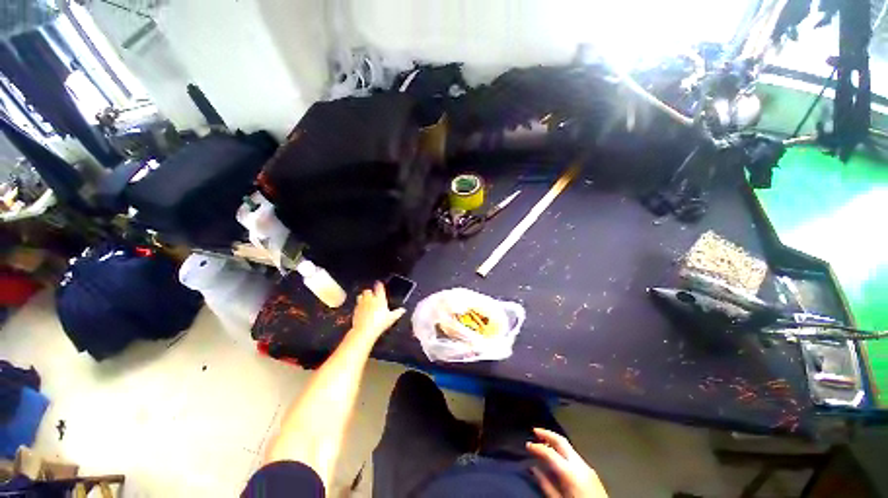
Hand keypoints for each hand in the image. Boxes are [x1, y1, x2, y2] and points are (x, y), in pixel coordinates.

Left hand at [351, 282, 405, 339]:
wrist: (364, 331)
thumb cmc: (379, 323)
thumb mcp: (392, 318)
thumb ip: (398, 313)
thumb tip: (403, 310)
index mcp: (379, 298)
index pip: (379, 287)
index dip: (379, 285)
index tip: (379, 284)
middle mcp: (370, 299)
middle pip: (368, 291)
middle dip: (370, 292)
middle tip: (373, 296)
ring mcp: (361, 304)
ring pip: (360, 296)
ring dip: (363, 298)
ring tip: (366, 302)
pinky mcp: (355, 311)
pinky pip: (356, 305)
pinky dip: (359, 307)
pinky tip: (362, 311)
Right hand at [527, 428, 607, 497]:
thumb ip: (546, 484)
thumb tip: (534, 468)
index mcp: (571, 472)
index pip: (550, 452)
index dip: (537, 447)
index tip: (527, 445)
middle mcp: (580, 464)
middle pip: (562, 441)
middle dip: (547, 434)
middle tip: (535, 430)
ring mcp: (588, 466)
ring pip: (568, 446)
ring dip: (555, 441)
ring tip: (543, 441)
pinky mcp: (591, 472)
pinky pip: (574, 455)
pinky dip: (563, 450)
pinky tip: (557, 455)